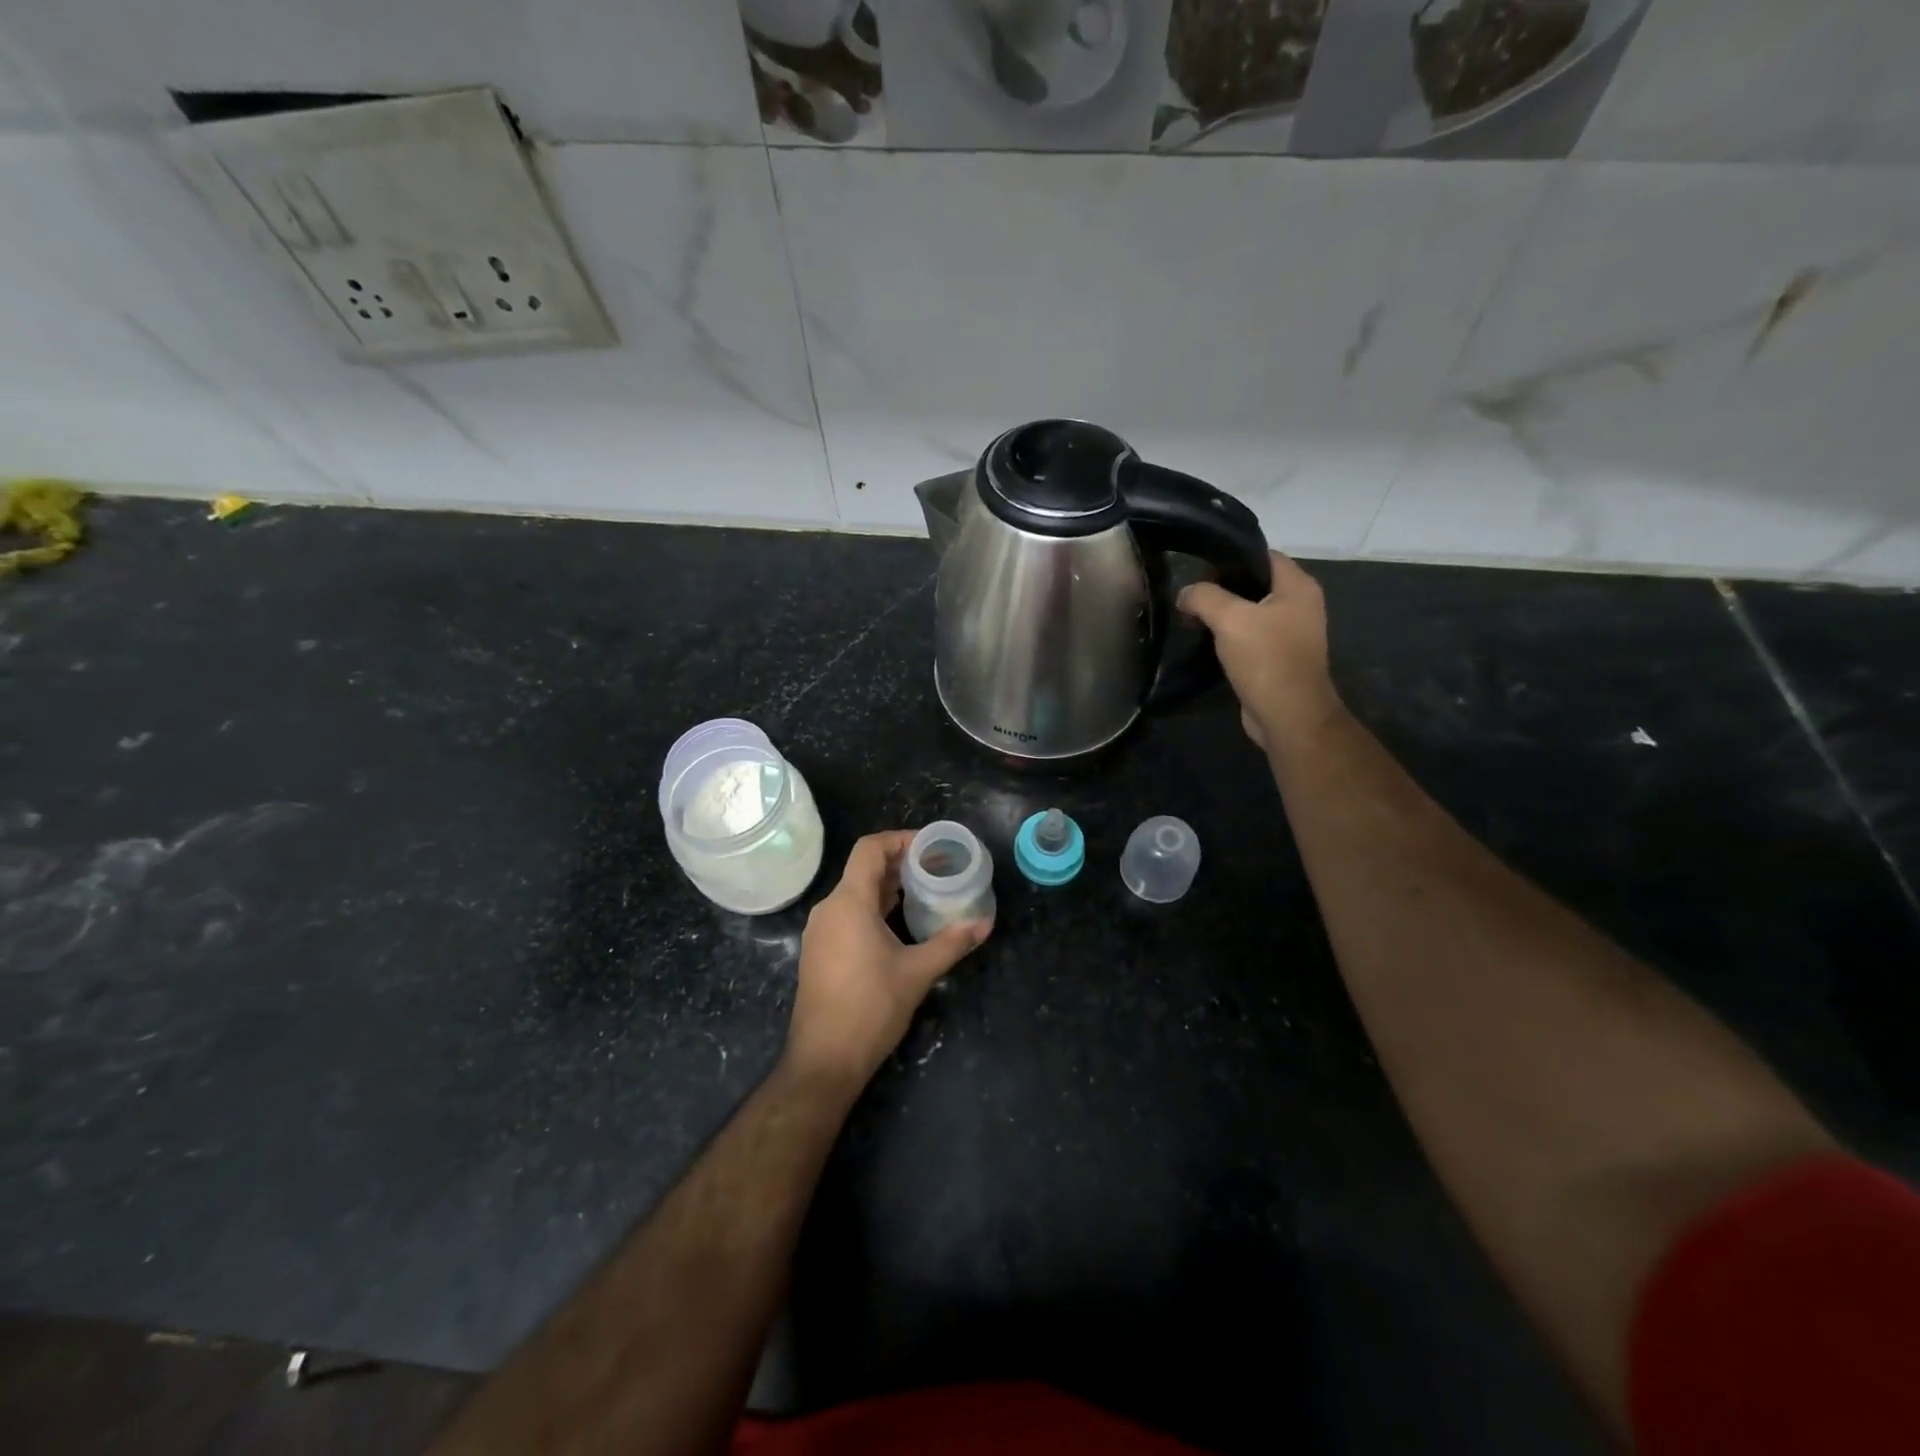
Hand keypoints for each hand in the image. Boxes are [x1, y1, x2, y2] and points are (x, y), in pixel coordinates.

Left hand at [784, 830, 991, 1090]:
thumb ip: (952, 943)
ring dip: (889, 887)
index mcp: (849, 902)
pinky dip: (874, 907)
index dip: (901, 839)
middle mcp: (829, 909)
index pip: (870, 849)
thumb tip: (985, 924)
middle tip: (938, 868)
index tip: (932, 846)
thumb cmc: (871, 1008)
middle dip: (901, 864)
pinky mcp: (819, 951)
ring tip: (925, 892)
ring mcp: (820, 931)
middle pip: (864, 869)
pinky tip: (899, 923)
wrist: (824, 1060)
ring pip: (855, 892)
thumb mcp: (918, 973)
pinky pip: (848, 914)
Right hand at [1179, 550, 1341, 751]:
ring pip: (1250, 612)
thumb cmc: (1266, 659)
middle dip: (1221, 587)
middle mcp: (1299, 605)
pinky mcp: (1277, 658)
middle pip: (1255, 583)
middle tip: (1189, 593)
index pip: (1264, 555)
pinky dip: (1228, 637)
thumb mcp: (1229, 619)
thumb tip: (1184, 593)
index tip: (1199, 565)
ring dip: (1222, 614)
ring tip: (1191, 615)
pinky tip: (1204, 641)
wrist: (1287, 715)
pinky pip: (1249, 637)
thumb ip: (1203, 597)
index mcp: (1298, 587)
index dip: (1231, 556)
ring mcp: (1290, 633)